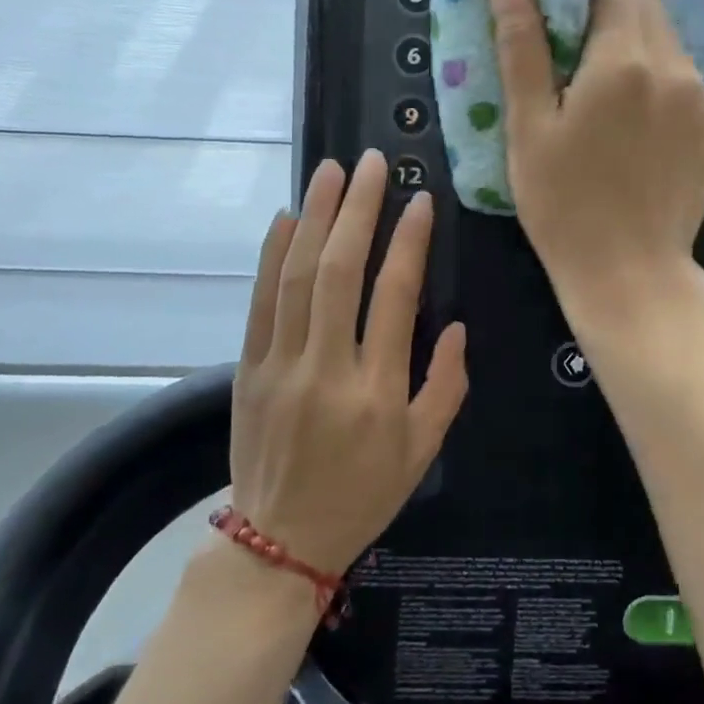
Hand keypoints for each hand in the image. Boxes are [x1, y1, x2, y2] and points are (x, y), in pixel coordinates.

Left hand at [229, 151, 468, 574]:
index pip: (394, 299)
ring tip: (329, 171)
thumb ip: (446, 386)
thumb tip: (455, 325)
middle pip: (339, 273)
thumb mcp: (423, 452)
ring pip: (296, 277)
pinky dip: (271, 256)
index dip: (408, 243)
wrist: (279, 541)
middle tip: (370, 162)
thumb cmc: (362, 494)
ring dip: (314, 217)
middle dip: (356, 210)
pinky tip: (285, 218)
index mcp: (376, 391)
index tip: (419, 200)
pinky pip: (260, 302)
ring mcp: (280, 365)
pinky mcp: (248, 368)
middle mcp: (326, 369)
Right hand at [490, 0, 703, 322]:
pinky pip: (685, 82)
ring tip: (599, 97)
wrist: (630, 276)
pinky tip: (634, 128)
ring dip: (633, 50)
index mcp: (625, 59)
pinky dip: (657, 85)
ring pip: (667, 44)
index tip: (553, 12)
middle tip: (568, 56)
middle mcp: (677, 67)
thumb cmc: (563, 204)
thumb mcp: (528, 125)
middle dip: (605, 15)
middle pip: (645, 7)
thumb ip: (521, 42)